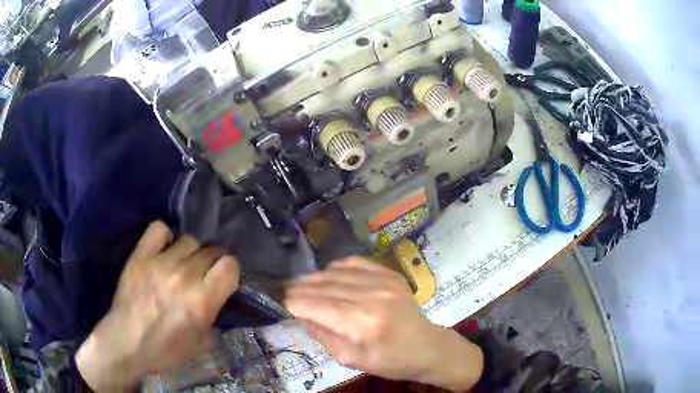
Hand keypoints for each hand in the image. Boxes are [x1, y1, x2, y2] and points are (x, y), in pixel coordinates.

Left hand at [76, 221, 239, 390]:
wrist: (127, 342)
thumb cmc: (166, 349)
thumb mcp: (200, 342)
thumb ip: (214, 315)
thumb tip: (217, 295)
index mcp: (202, 301)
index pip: (230, 266)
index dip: (229, 271)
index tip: (221, 279)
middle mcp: (185, 277)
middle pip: (210, 250)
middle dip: (210, 262)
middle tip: (201, 275)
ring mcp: (160, 262)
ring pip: (189, 239)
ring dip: (190, 251)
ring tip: (181, 263)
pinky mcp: (140, 255)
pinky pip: (159, 229)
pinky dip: (165, 237)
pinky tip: (162, 250)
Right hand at [284, 257, 483, 390]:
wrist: (427, 347)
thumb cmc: (390, 361)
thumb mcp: (352, 360)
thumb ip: (323, 335)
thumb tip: (300, 314)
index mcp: (362, 322)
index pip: (315, 305)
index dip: (293, 302)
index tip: (280, 303)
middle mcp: (371, 295)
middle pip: (322, 285)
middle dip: (298, 289)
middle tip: (285, 293)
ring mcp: (382, 280)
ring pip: (334, 272)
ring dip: (314, 279)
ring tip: (302, 287)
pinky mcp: (389, 273)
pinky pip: (352, 262)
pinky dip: (334, 269)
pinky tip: (328, 277)